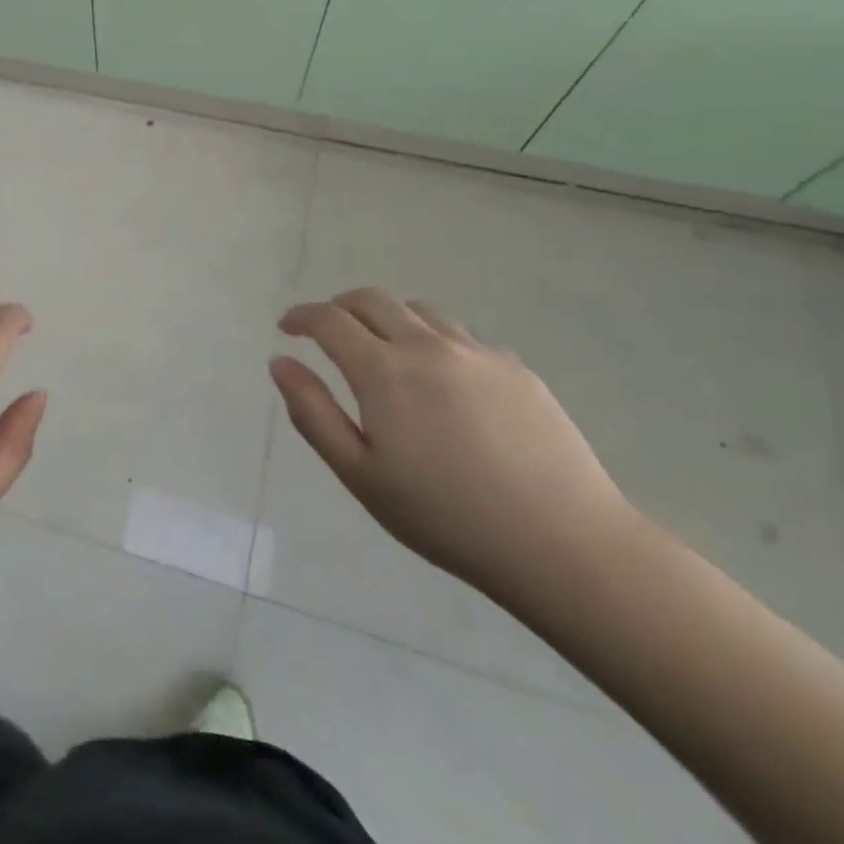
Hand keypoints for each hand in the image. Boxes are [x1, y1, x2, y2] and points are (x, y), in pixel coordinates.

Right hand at [272, 287, 629, 600]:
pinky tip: (439, 378)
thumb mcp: (360, 474)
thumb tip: (280, 363)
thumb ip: (312, 412)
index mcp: (384, 371)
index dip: (301, 316)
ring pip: (418, 310)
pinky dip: (431, 338)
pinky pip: (459, 335)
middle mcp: (427, 346)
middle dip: (339, 307)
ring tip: (381, 350)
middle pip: (372, 299)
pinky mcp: (515, 368)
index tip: (287, 328)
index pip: (329, 320)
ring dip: (386, 317)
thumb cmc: (445, 516)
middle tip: (326, 331)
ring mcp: (476, 352)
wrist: (563, 544)